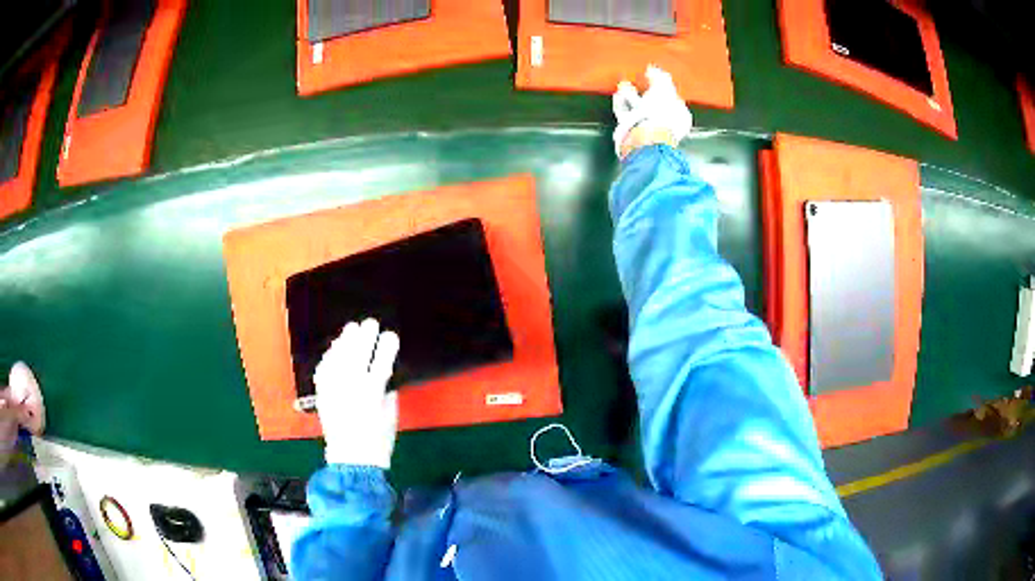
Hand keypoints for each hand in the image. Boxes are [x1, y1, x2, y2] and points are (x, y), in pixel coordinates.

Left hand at [313, 319, 399, 467]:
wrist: (351, 459)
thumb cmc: (378, 440)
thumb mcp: (391, 415)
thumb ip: (387, 391)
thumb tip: (384, 374)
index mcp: (372, 394)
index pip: (381, 361)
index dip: (386, 346)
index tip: (391, 335)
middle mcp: (351, 387)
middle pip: (357, 353)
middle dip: (365, 336)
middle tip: (370, 323)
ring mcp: (334, 389)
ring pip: (338, 357)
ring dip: (345, 341)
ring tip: (351, 329)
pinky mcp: (323, 394)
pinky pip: (324, 369)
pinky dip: (330, 356)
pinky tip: (335, 348)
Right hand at [612, 65, 692, 158]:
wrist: (646, 135)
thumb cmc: (661, 112)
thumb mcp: (664, 88)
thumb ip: (660, 77)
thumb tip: (653, 68)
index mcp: (681, 117)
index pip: (674, 99)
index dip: (665, 87)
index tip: (653, 77)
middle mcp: (667, 125)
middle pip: (656, 105)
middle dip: (647, 91)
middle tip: (639, 80)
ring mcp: (650, 130)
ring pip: (640, 110)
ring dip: (631, 97)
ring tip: (623, 85)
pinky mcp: (634, 133)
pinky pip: (627, 116)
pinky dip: (622, 105)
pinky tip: (617, 95)